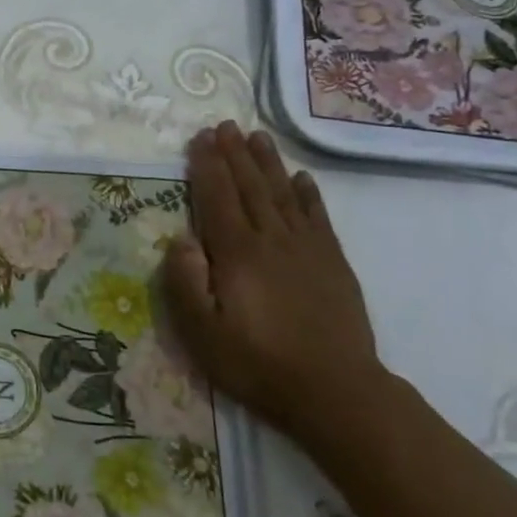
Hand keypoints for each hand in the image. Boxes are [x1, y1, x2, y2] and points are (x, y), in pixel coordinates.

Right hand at [158, 122, 386, 444]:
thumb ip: (186, 282)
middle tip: (224, 125)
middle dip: (234, 154)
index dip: (207, 165)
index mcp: (237, 253)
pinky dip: (307, 194)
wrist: (336, 391)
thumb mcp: (202, 333)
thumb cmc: (258, 363)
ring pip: (283, 194)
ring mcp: (307, 249)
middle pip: (250, 186)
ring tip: (257, 136)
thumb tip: (180, 239)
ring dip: (268, 163)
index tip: (200, 138)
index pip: (217, 197)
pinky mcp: (333, 263)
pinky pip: (317, 217)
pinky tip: (301, 178)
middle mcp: (272, 240)